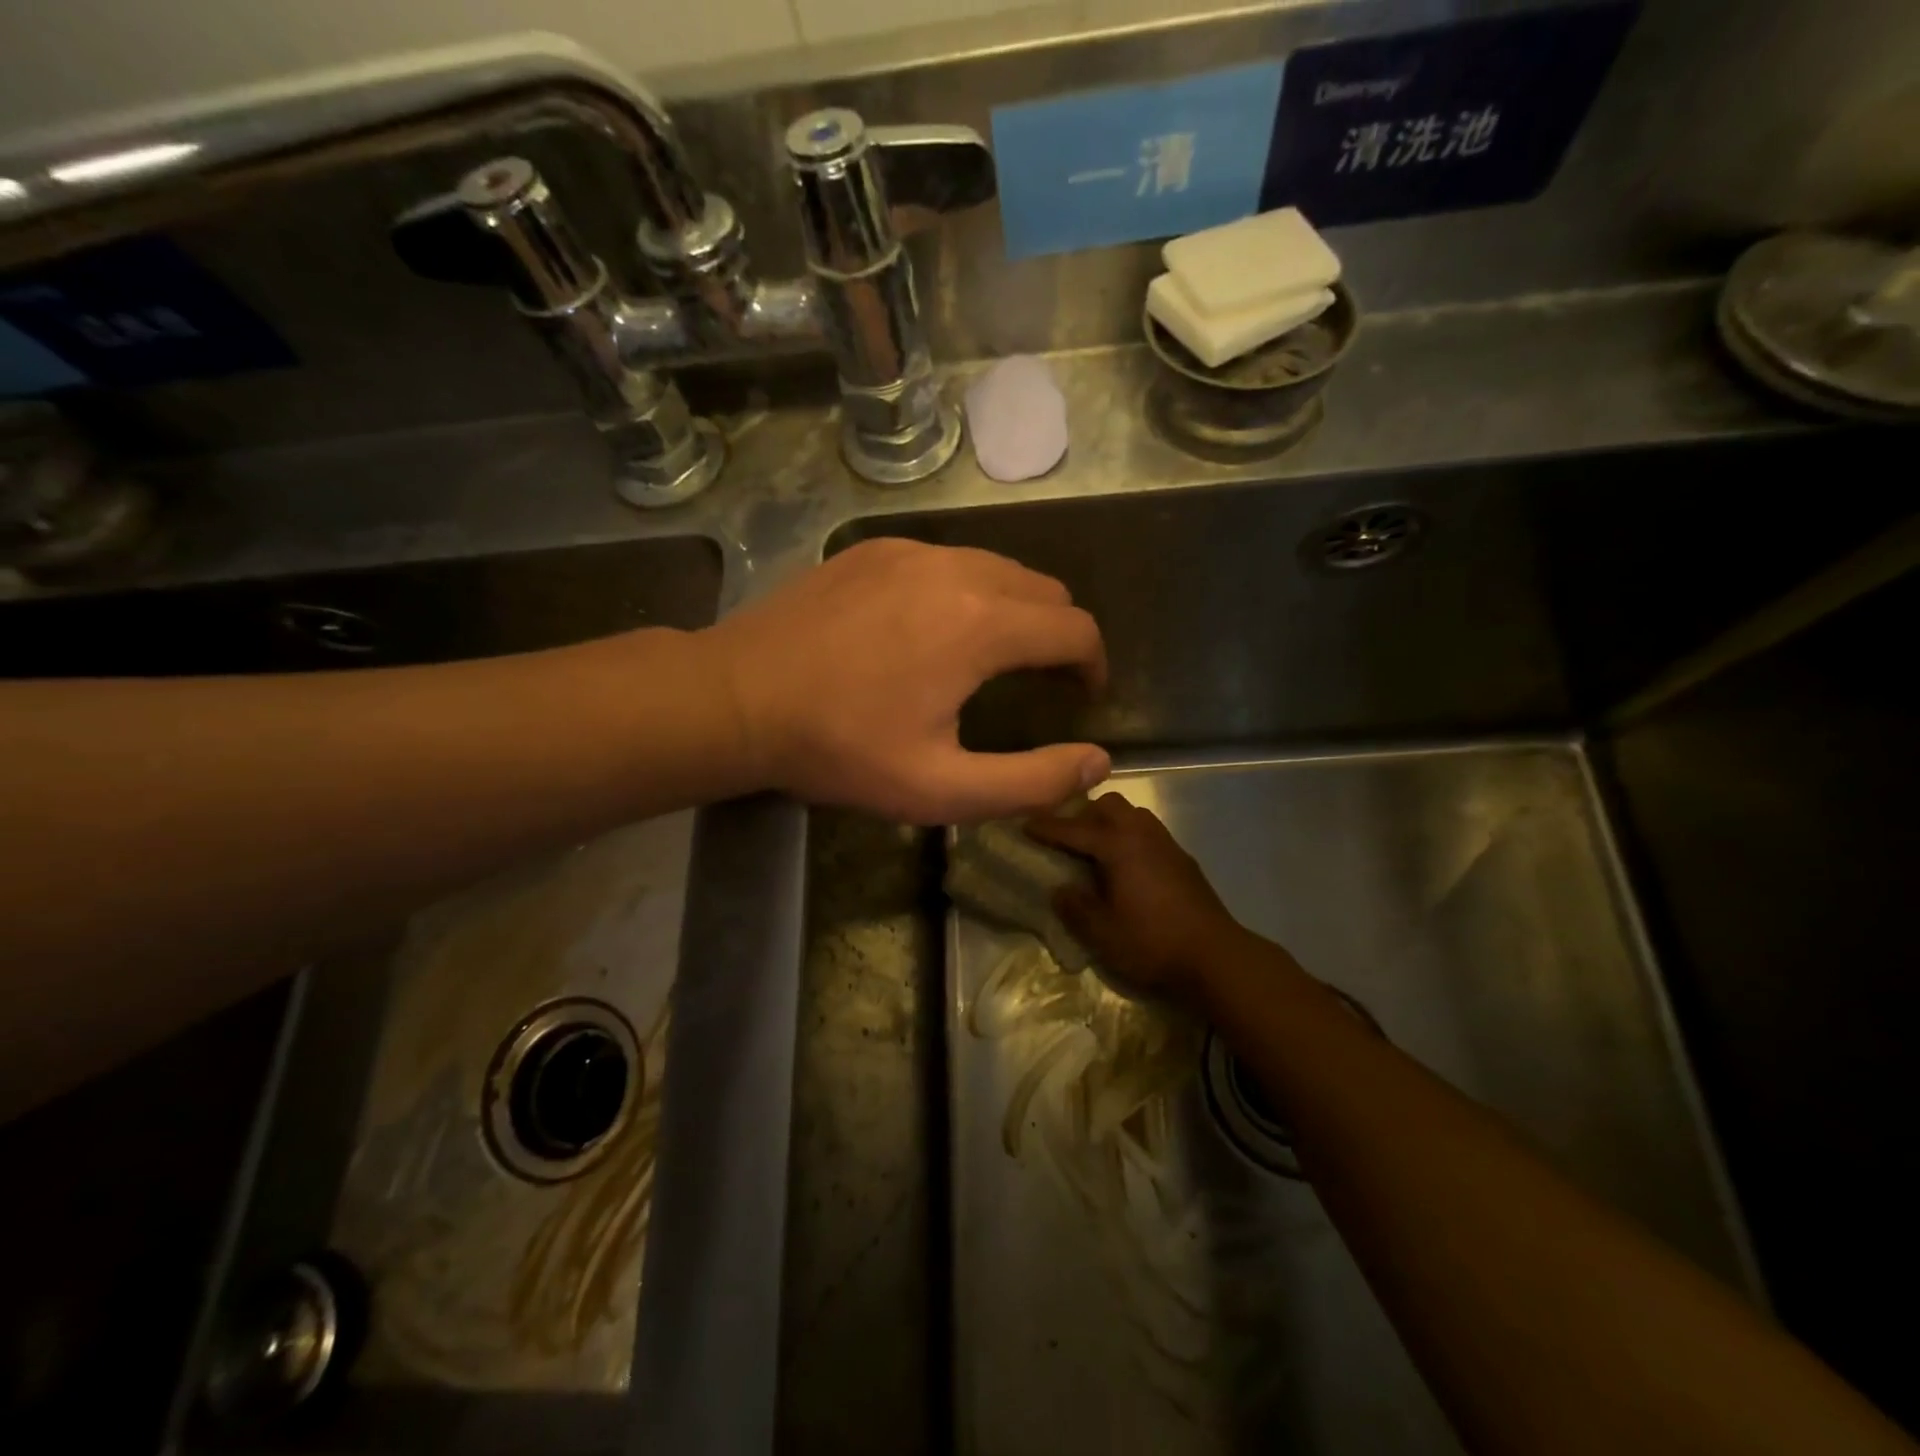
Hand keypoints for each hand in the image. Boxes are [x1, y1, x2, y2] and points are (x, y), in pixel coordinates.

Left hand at [702, 539, 1109, 823]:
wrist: (735, 698)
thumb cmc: (839, 749)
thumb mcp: (941, 788)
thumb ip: (1031, 781)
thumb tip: (1098, 762)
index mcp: (981, 624)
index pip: (1075, 628)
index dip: (1092, 664)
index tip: (1081, 695)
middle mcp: (956, 569)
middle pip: (1044, 589)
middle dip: (1059, 633)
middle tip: (1043, 679)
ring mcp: (910, 550)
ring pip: (997, 567)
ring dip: (1016, 608)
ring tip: (994, 655)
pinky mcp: (874, 549)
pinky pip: (946, 560)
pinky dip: (966, 590)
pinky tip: (933, 629)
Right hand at [1027, 793, 1246, 996]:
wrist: (1215, 956)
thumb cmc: (1152, 943)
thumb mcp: (1102, 933)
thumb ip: (1075, 908)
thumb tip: (1059, 890)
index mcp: (1118, 845)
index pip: (1074, 828)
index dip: (1047, 827)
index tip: (1025, 825)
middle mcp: (1142, 834)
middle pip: (1108, 805)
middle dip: (1082, 814)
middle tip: (1064, 836)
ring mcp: (1166, 843)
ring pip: (1132, 814)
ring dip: (1108, 822)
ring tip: (1093, 847)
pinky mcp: (1182, 858)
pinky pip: (1147, 831)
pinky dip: (1128, 835)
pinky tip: (1125, 864)